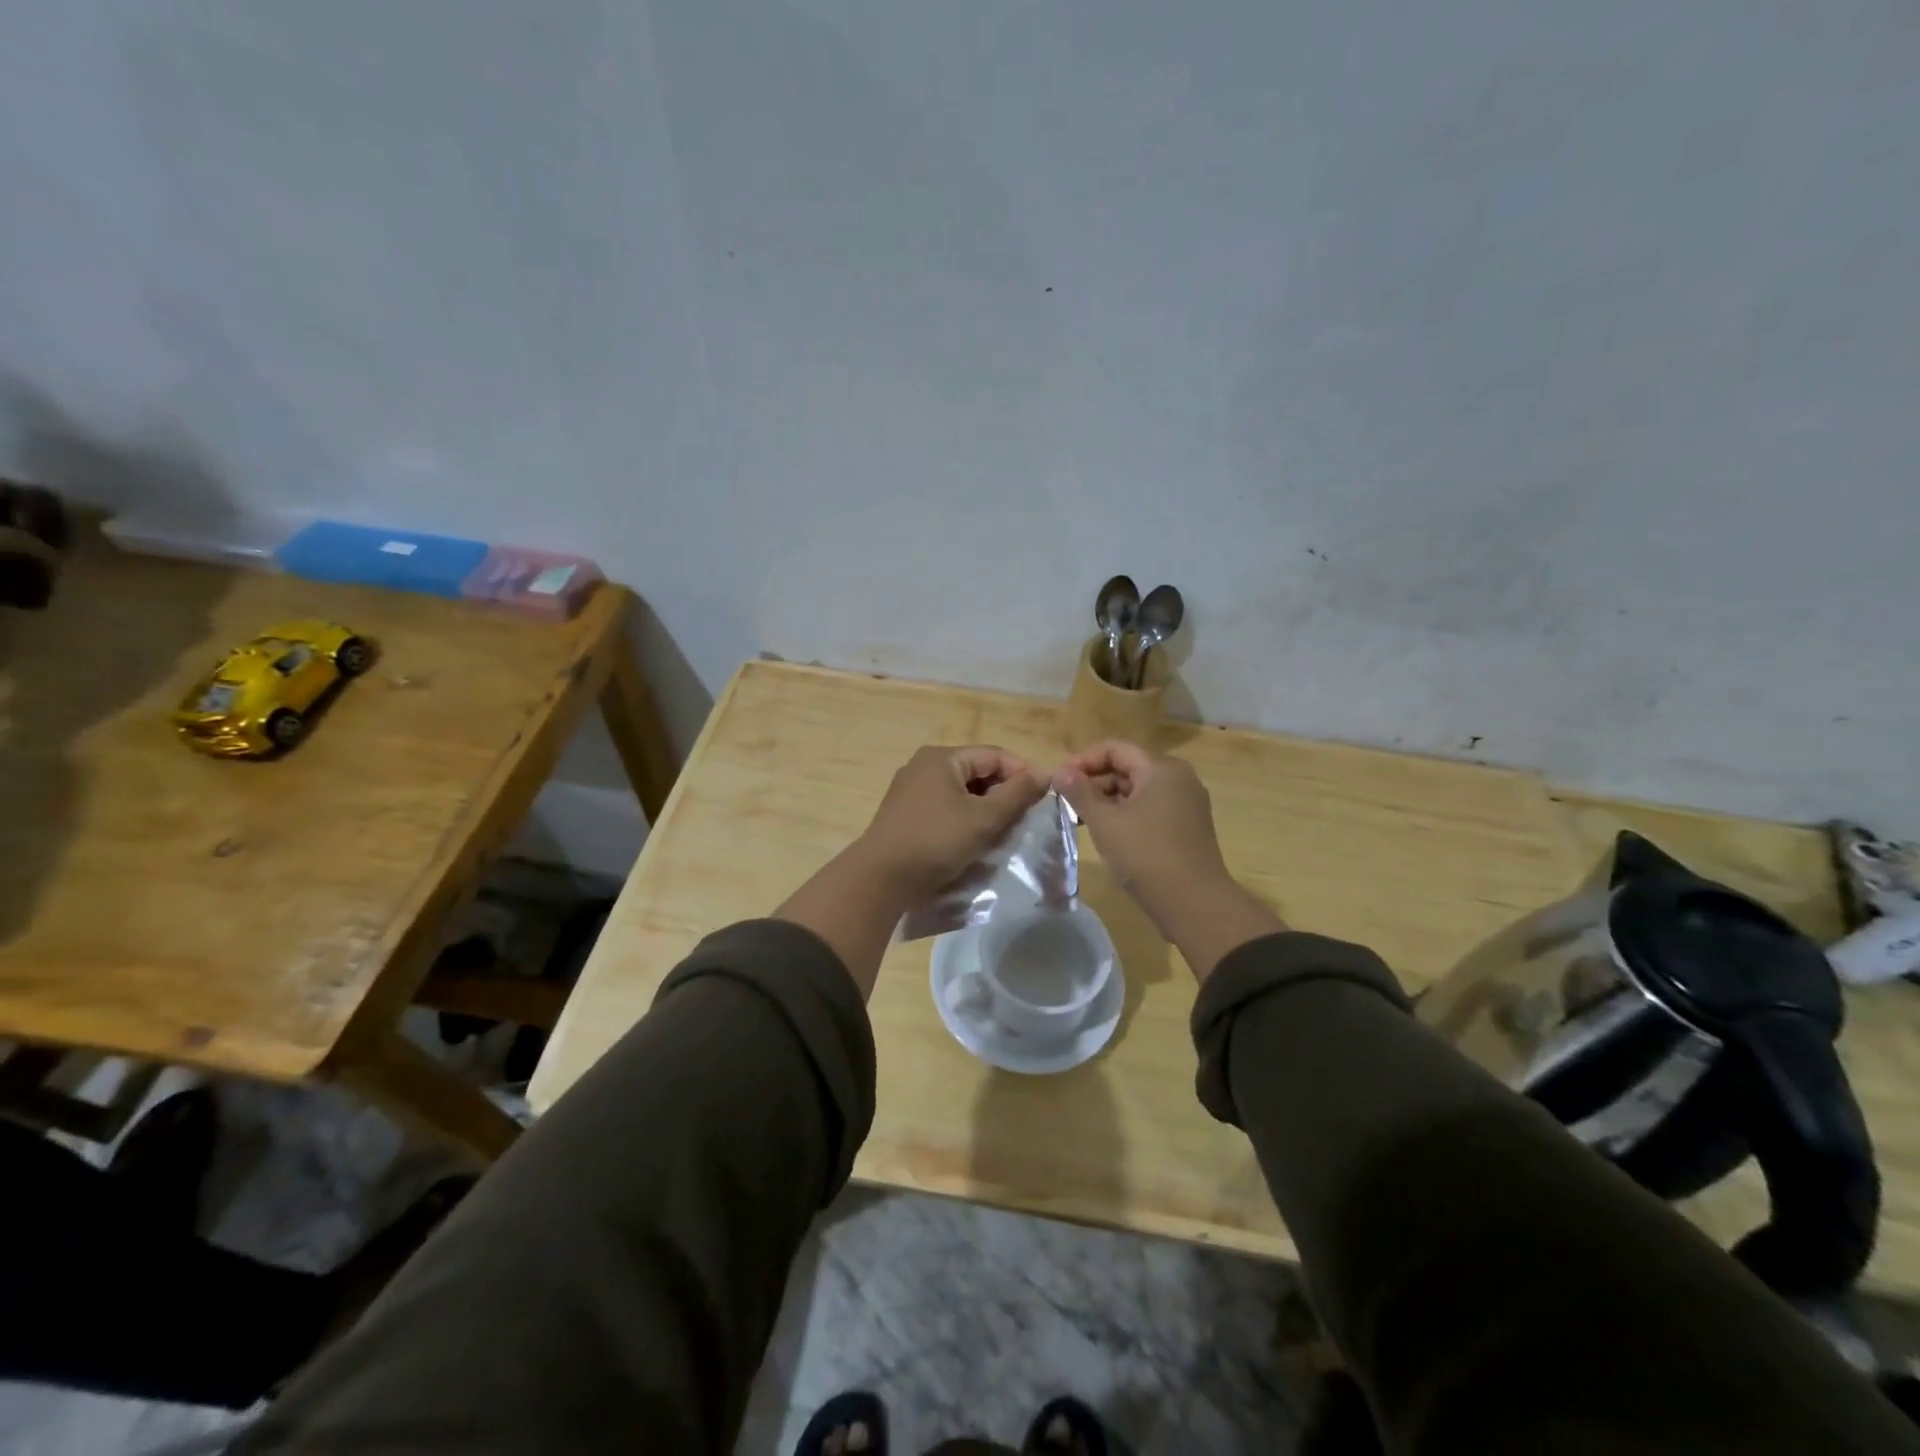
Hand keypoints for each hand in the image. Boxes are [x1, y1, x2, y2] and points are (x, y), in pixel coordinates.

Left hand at [857, 745, 1047, 901]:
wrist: (881, 879)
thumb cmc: (937, 841)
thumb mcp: (984, 818)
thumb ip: (1017, 794)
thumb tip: (1044, 775)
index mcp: (942, 757)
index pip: (994, 755)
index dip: (1022, 774)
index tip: (1043, 799)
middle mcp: (924, 766)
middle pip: (977, 772)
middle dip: (1004, 793)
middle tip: (1025, 819)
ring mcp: (911, 791)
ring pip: (961, 792)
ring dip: (985, 809)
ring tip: (1004, 832)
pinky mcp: (906, 815)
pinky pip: (945, 808)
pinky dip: (965, 820)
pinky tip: (975, 841)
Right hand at [1055, 740, 1281, 980]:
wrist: (1195, 904)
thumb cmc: (1146, 855)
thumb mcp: (1105, 822)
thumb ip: (1080, 792)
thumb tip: (1060, 772)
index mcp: (1162, 769)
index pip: (1115, 749)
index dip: (1082, 761)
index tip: (1058, 782)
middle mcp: (1179, 779)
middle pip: (1127, 767)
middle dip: (1093, 782)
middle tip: (1065, 802)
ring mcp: (1186, 804)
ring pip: (1137, 790)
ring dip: (1107, 800)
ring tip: (1080, 820)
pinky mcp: (1187, 827)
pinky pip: (1149, 809)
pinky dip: (1125, 815)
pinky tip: (1106, 834)